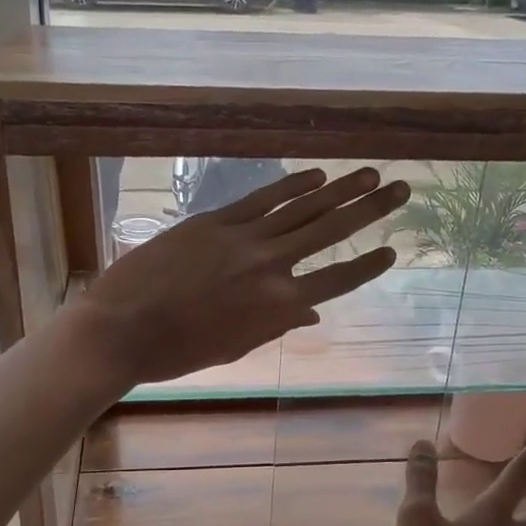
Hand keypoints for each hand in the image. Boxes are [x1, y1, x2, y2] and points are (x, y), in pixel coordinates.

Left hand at [76, 167, 408, 387]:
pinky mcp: (215, 221)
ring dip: (340, 189)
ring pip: (302, 208)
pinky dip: (291, 185)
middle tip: (401, 188)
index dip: (367, 265)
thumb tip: (312, 314)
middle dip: (370, 209)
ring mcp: (243, 238)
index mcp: (277, 307)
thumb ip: (276, 325)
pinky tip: (315, 175)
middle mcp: (271, 266)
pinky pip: (262, 198)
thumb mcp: (234, 345)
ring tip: (369, 174)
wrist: (123, 328)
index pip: (336, 279)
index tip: (392, 249)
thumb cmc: (179, 352)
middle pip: (330, 232)